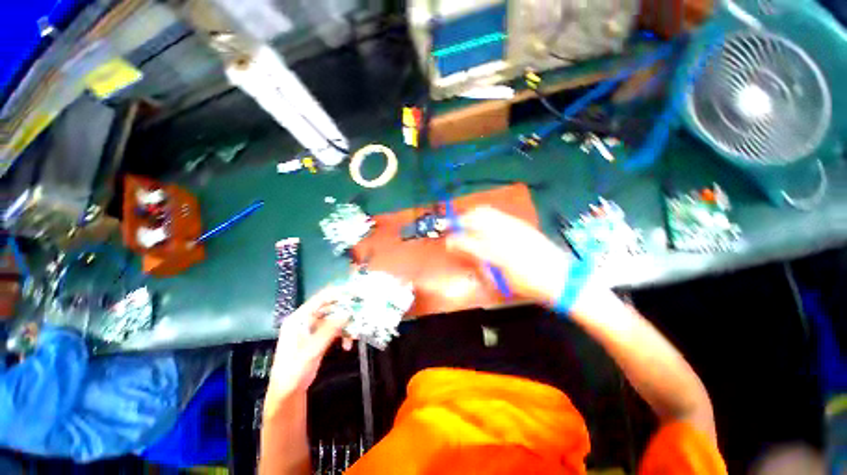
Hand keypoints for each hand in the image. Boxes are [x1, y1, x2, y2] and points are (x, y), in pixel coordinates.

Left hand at [266, 288, 351, 401]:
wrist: (288, 393)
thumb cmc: (294, 371)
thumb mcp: (312, 350)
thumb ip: (329, 330)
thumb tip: (347, 313)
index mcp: (299, 319)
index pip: (320, 299)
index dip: (337, 293)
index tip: (355, 293)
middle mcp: (305, 320)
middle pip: (329, 308)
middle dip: (345, 311)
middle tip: (360, 313)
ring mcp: (312, 329)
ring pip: (334, 319)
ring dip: (345, 325)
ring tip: (355, 335)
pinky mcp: (318, 338)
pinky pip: (334, 330)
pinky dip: (342, 335)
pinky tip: (348, 345)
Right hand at [447, 207, 572, 303]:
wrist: (561, 277)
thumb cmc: (528, 285)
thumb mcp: (501, 282)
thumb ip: (481, 266)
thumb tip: (467, 254)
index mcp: (496, 253)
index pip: (467, 242)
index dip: (453, 241)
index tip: (447, 243)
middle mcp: (502, 235)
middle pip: (475, 218)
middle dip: (460, 220)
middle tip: (454, 227)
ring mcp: (513, 226)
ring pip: (486, 212)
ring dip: (472, 215)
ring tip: (467, 222)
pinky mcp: (521, 224)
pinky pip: (498, 214)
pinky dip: (486, 215)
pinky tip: (486, 224)